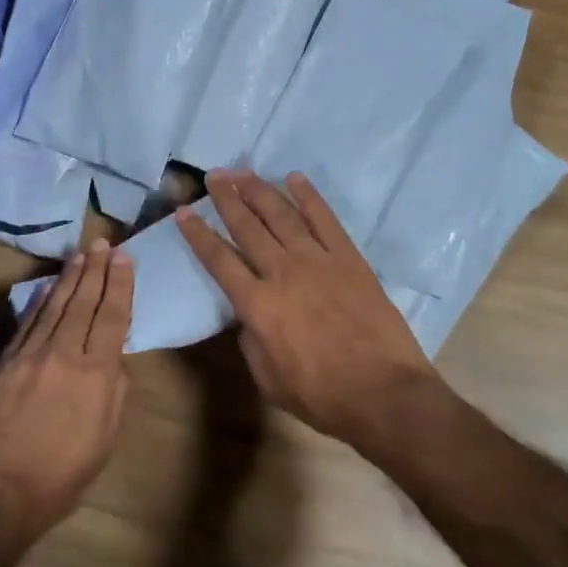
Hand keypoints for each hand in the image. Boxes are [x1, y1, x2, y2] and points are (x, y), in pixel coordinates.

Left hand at [0, 239, 133, 539]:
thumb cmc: (62, 475)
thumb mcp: (105, 438)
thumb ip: (114, 391)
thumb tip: (114, 357)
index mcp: (95, 374)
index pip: (113, 317)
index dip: (120, 285)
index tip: (124, 258)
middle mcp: (64, 354)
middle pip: (83, 303)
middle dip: (95, 270)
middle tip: (103, 243)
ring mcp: (30, 355)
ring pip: (54, 307)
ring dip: (69, 278)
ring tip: (81, 255)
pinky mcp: (5, 363)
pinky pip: (27, 323)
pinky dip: (39, 302)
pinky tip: (47, 287)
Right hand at [176, 169, 439, 455]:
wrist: (383, 393)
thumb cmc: (320, 395)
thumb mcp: (267, 378)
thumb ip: (250, 339)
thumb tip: (247, 313)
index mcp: (258, 305)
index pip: (219, 260)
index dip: (198, 234)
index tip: (184, 212)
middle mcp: (283, 273)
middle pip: (248, 227)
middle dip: (227, 199)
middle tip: (213, 176)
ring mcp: (318, 261)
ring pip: (282, 215)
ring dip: (260, 190)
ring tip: (242, 172)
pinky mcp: (349, 258)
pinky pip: (325, 219)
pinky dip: (309, 196)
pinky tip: (295, 178)